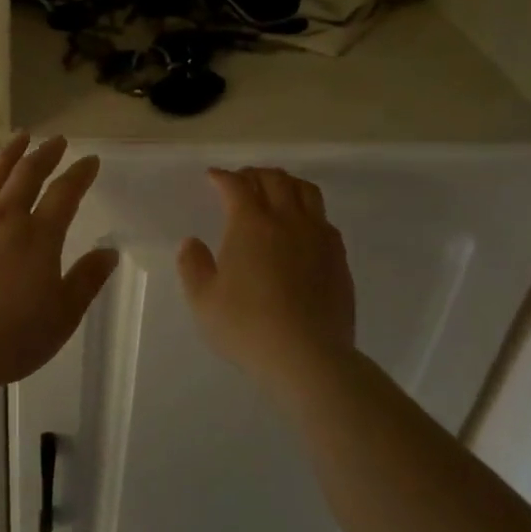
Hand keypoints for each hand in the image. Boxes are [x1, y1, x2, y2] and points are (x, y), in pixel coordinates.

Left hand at [0, 134, 119, 385]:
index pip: (65, 193)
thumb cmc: (13, 337)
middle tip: (56, 140)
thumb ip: (87, 280)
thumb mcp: (63, 315)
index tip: (90, 160)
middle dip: (45, 153)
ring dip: (10, 154)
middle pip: (27, 174)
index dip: (80, 174)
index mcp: (39, 237)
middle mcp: (5, 219)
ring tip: (20, 138)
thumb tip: (109, 251)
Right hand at [177, 167, 358, 392]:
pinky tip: (301, 228)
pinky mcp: (338, 258)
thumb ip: (193, 265)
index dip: (222, 177)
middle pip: (275, 179)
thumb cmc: (247, 326)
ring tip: (275, 193)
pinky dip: (308, 211)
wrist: (308, 357)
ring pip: (306, 191)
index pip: (236, 185)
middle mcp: (288, 220)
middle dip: (254, 174)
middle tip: (241, 182)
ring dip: (286, 184)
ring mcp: (318, 237)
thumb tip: (192, 242)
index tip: (212, 177)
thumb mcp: (203, 300)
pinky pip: (324, 219)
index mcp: (251, 224)